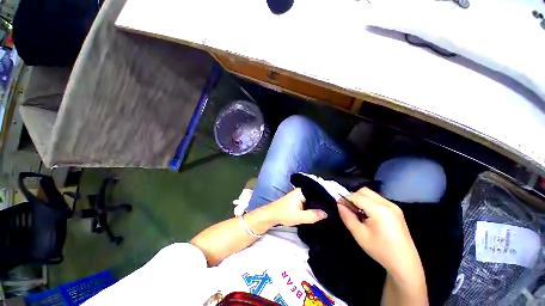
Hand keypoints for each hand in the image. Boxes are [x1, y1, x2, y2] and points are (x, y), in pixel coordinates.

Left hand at [267, 188, 327, 226]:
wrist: (272, 215)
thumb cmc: (284, 214)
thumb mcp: (299, 217)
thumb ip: (313, 215)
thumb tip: (327, 213)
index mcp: (302, 191)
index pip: (317, 193)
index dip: (326, 200)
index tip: (334, 206)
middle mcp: (302, 191)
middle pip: (315, 197)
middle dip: (323, 204)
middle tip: (333, 211)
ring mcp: (300, 196)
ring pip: (312, 201)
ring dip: (318, 206)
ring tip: (329, 212)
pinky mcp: (299, 201)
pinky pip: (309, 203)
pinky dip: (313, 208)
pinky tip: (319, 213)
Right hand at [337, 187, 421, 277]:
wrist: (404, 263)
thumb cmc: (380, 250)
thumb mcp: (359, 235)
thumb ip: (347, 217)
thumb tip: (339, 204)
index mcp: (379, 210)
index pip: (357, 196)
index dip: (346, 198)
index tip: (339, 204)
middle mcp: (387, 204)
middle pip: (364, 191)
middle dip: (354, 196)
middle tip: (349, 209)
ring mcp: (393, 206)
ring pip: (371, 194)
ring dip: (361, 199)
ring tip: (359, 213)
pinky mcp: (396, 210)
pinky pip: (378, 199)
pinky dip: (369, 202)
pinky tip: (369, 215)